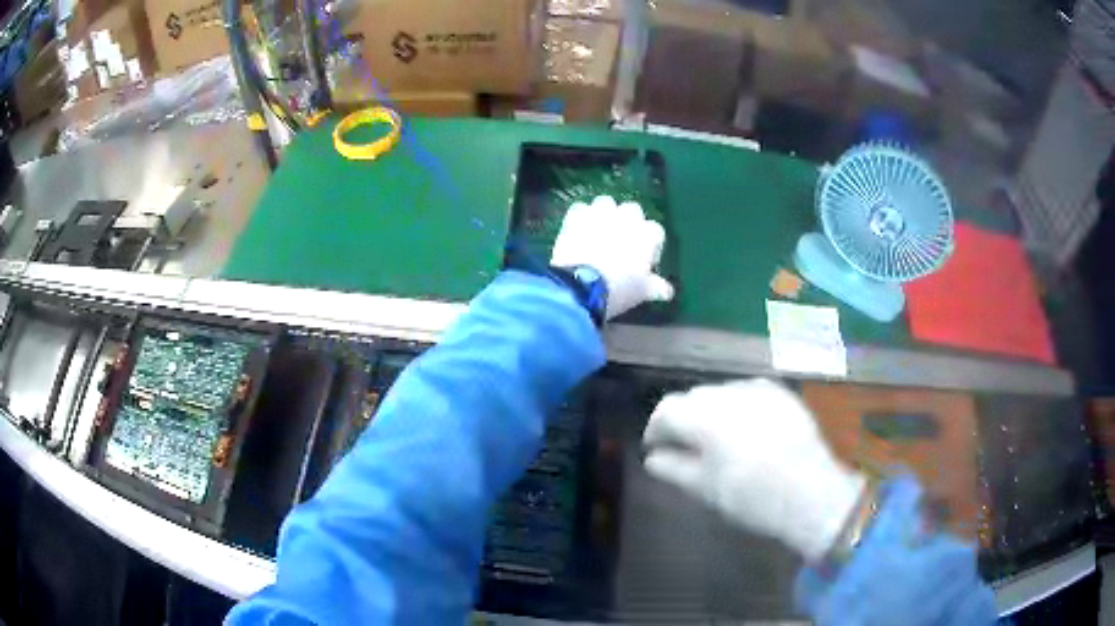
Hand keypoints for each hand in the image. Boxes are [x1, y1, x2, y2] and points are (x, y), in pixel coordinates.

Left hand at [551, 195, 673, 319]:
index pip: (656, 231)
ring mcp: (602, 212)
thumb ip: (657, 287)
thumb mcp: (642, 291)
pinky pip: (581, 209)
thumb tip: (668, 291)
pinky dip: (581, 218)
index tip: (643, 261)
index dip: (650, 245)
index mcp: (648, 233)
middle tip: (620, 244)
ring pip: (606, 203)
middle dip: (628, 223)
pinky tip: (577, 232)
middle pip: (632, 210)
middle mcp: (628, 216)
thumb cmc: (620, 288)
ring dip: (604, 214)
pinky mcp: (577, 213)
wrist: (582, 284)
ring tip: (598, 233)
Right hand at [643, 379, 865, 561]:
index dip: (657, 428)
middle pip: (693, 397)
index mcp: (704, 416)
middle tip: (688, 448)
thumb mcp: (705, 489)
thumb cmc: (751, 496)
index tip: (657, 449)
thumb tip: (652, 458)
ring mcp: (759, 389)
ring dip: (712, 412)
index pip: (667, 409)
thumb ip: (673, 468)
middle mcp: (729, 393)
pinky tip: (749, 432)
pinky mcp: (781, 394)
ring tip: (720, 441)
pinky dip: (739, 408)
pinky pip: (749, 393)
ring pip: (721, 393)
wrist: (811, 492)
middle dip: (685, 420)